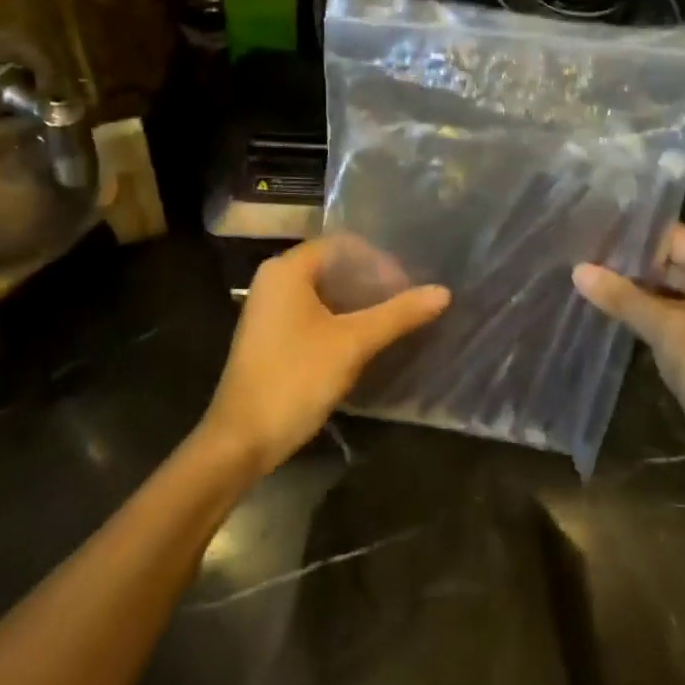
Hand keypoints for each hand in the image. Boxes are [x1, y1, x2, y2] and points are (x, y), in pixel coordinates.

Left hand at [200, 235, 450, 476]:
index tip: (408, 286)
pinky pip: (312, 312)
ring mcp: (269, 308)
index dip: (379, 260)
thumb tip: (443, 292)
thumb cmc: (296, 379)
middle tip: (405, 303)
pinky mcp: (271, 335)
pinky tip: (364, 340)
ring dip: (358, 301)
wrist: (240, 440)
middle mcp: (275, 279)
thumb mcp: (353, 343)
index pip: (343, 245)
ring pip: (324, 291)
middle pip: (333, 266)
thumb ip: (398, 314)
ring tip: (391, 321)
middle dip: (371, 281)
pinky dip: (340, 318)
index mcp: (288, 269)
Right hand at [573, 225, 684, 493]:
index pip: (669, 235)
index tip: (586, 232)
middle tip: (577, 257)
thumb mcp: (669, 332)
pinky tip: (611, 316)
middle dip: (626, 263)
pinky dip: (646, 316)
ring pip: (668, 292)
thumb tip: (578, 269)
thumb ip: (624, 297)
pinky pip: (673, 318)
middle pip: (669, 261)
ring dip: (633, 291)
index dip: (629, 234)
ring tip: (584, 281)